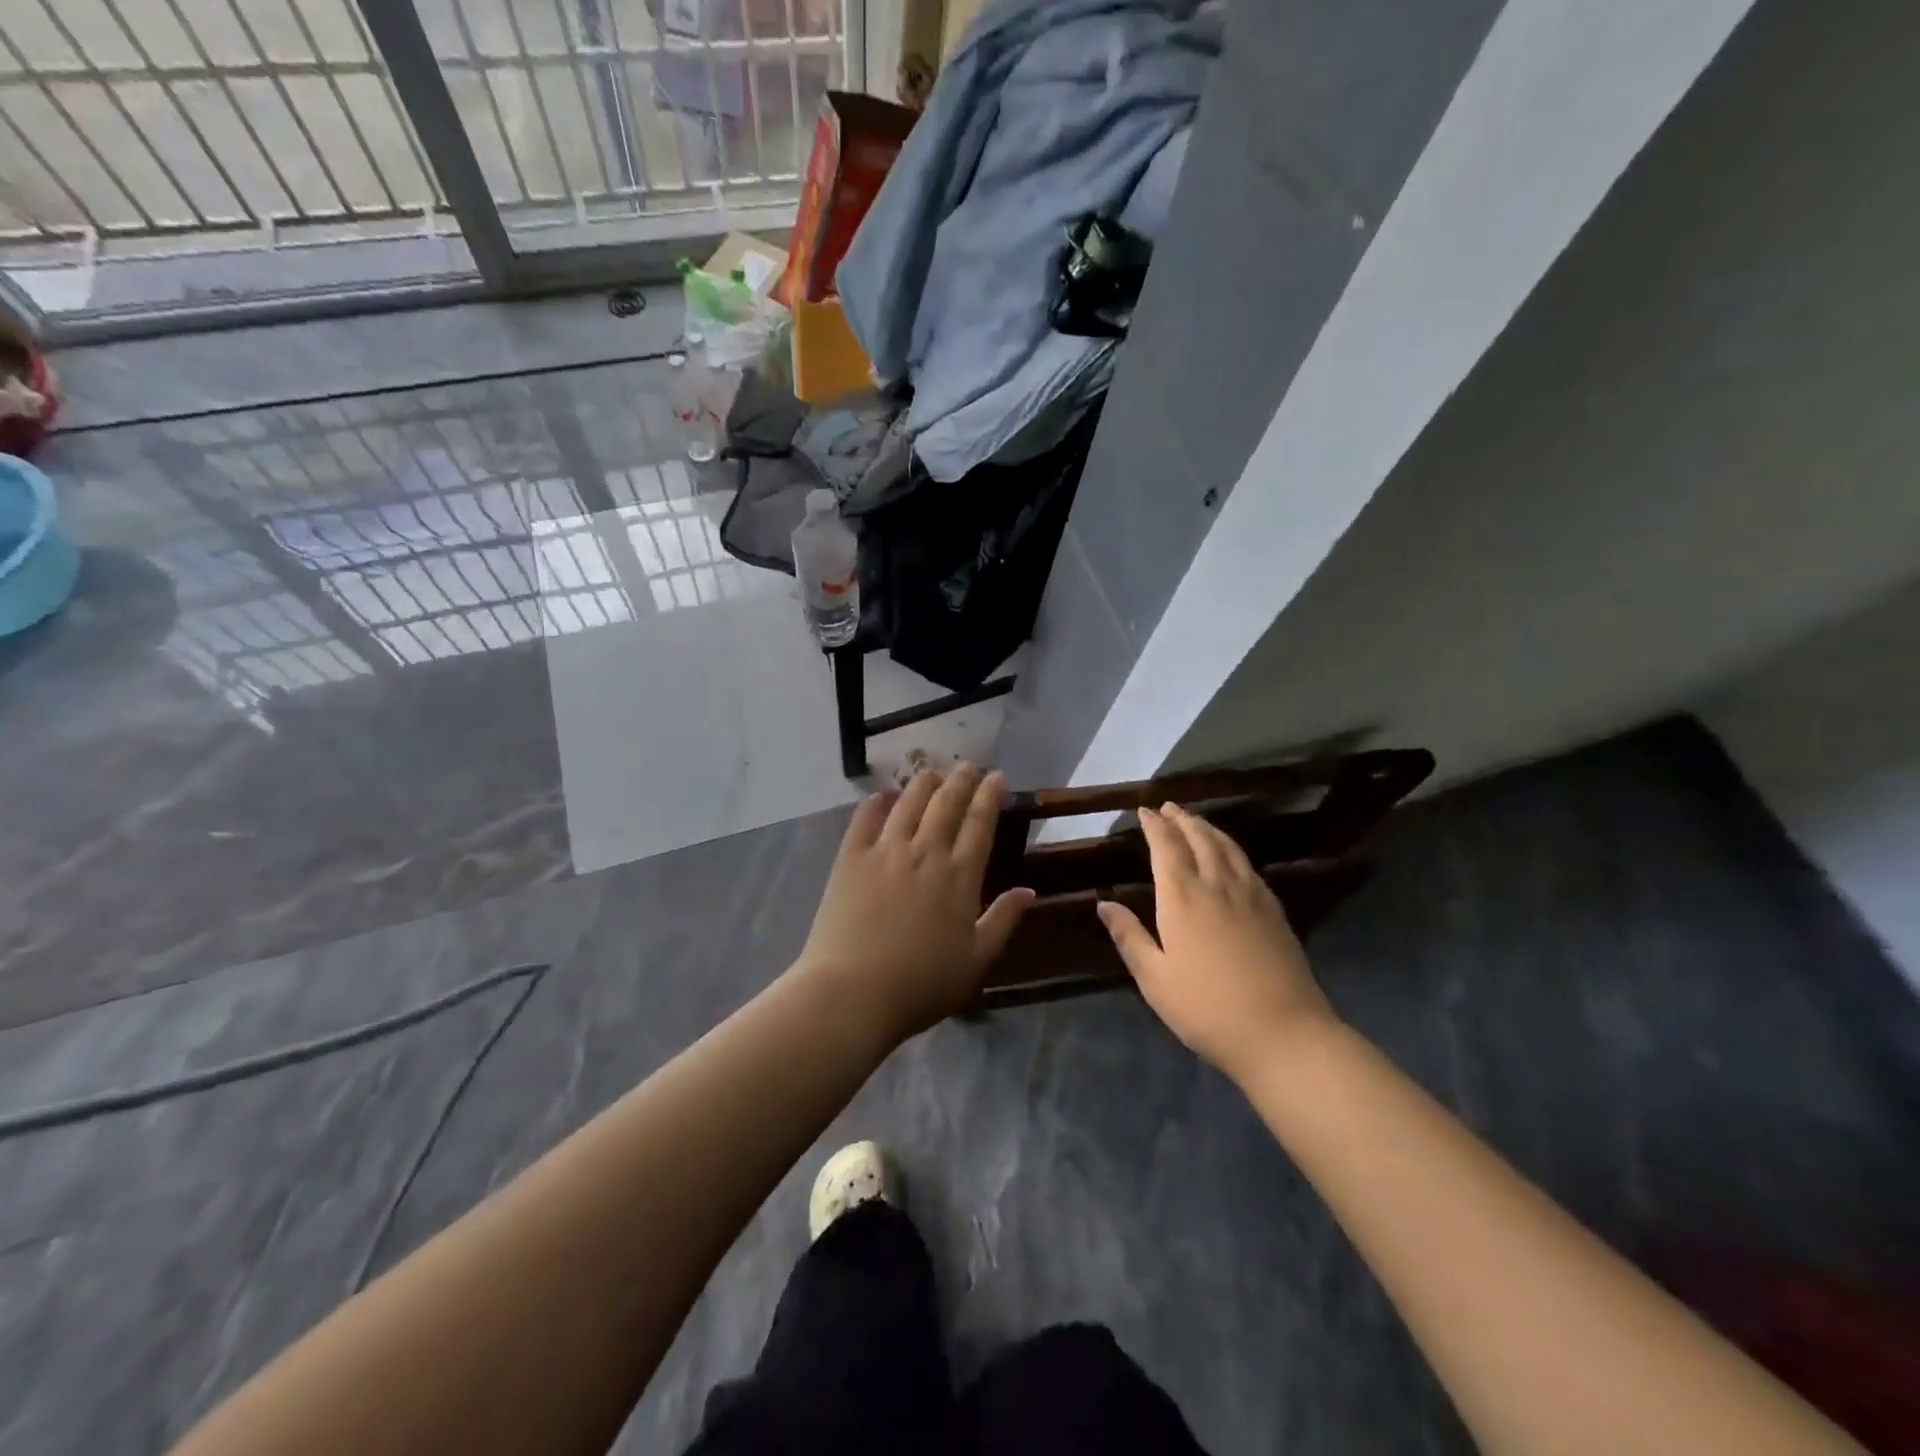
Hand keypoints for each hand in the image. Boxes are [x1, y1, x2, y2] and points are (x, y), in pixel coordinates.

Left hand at [796, 764, 1034, 1042]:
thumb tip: (1029, 891)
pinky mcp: (851, 858)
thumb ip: (1003, 921)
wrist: (852, 992)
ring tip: (933, 772)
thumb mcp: (976, 961)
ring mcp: (885, 851)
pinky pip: (866, 818)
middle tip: (969, 765)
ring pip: (909, 802)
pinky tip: (883, 794)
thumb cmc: (920, 984)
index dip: (990, 795)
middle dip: (961, 779)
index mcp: (959, 877)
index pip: (980, 823)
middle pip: (946, 803)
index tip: (997, 776)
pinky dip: (877, 801)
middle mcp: (925, 853)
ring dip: (924, 782)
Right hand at [1097, 803, 1335, 1081]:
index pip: (1166, 847)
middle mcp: (1216, 885)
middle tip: (1169, 807)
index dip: (1154, 826)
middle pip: (1199, 839)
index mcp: (1182, 897)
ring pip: (1227, 847)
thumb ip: (1130, 937)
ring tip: (1196, 820)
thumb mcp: (1155, 979)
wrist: (1283, 1033)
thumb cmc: (1207, 1008)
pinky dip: (1233, 849)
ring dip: (1208, 828)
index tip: (1145, 811)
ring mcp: (1251, 896)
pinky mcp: (1274, 911)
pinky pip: (1249, 866)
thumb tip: (1104, 904)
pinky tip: (1232, 856)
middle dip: (1182, 819)